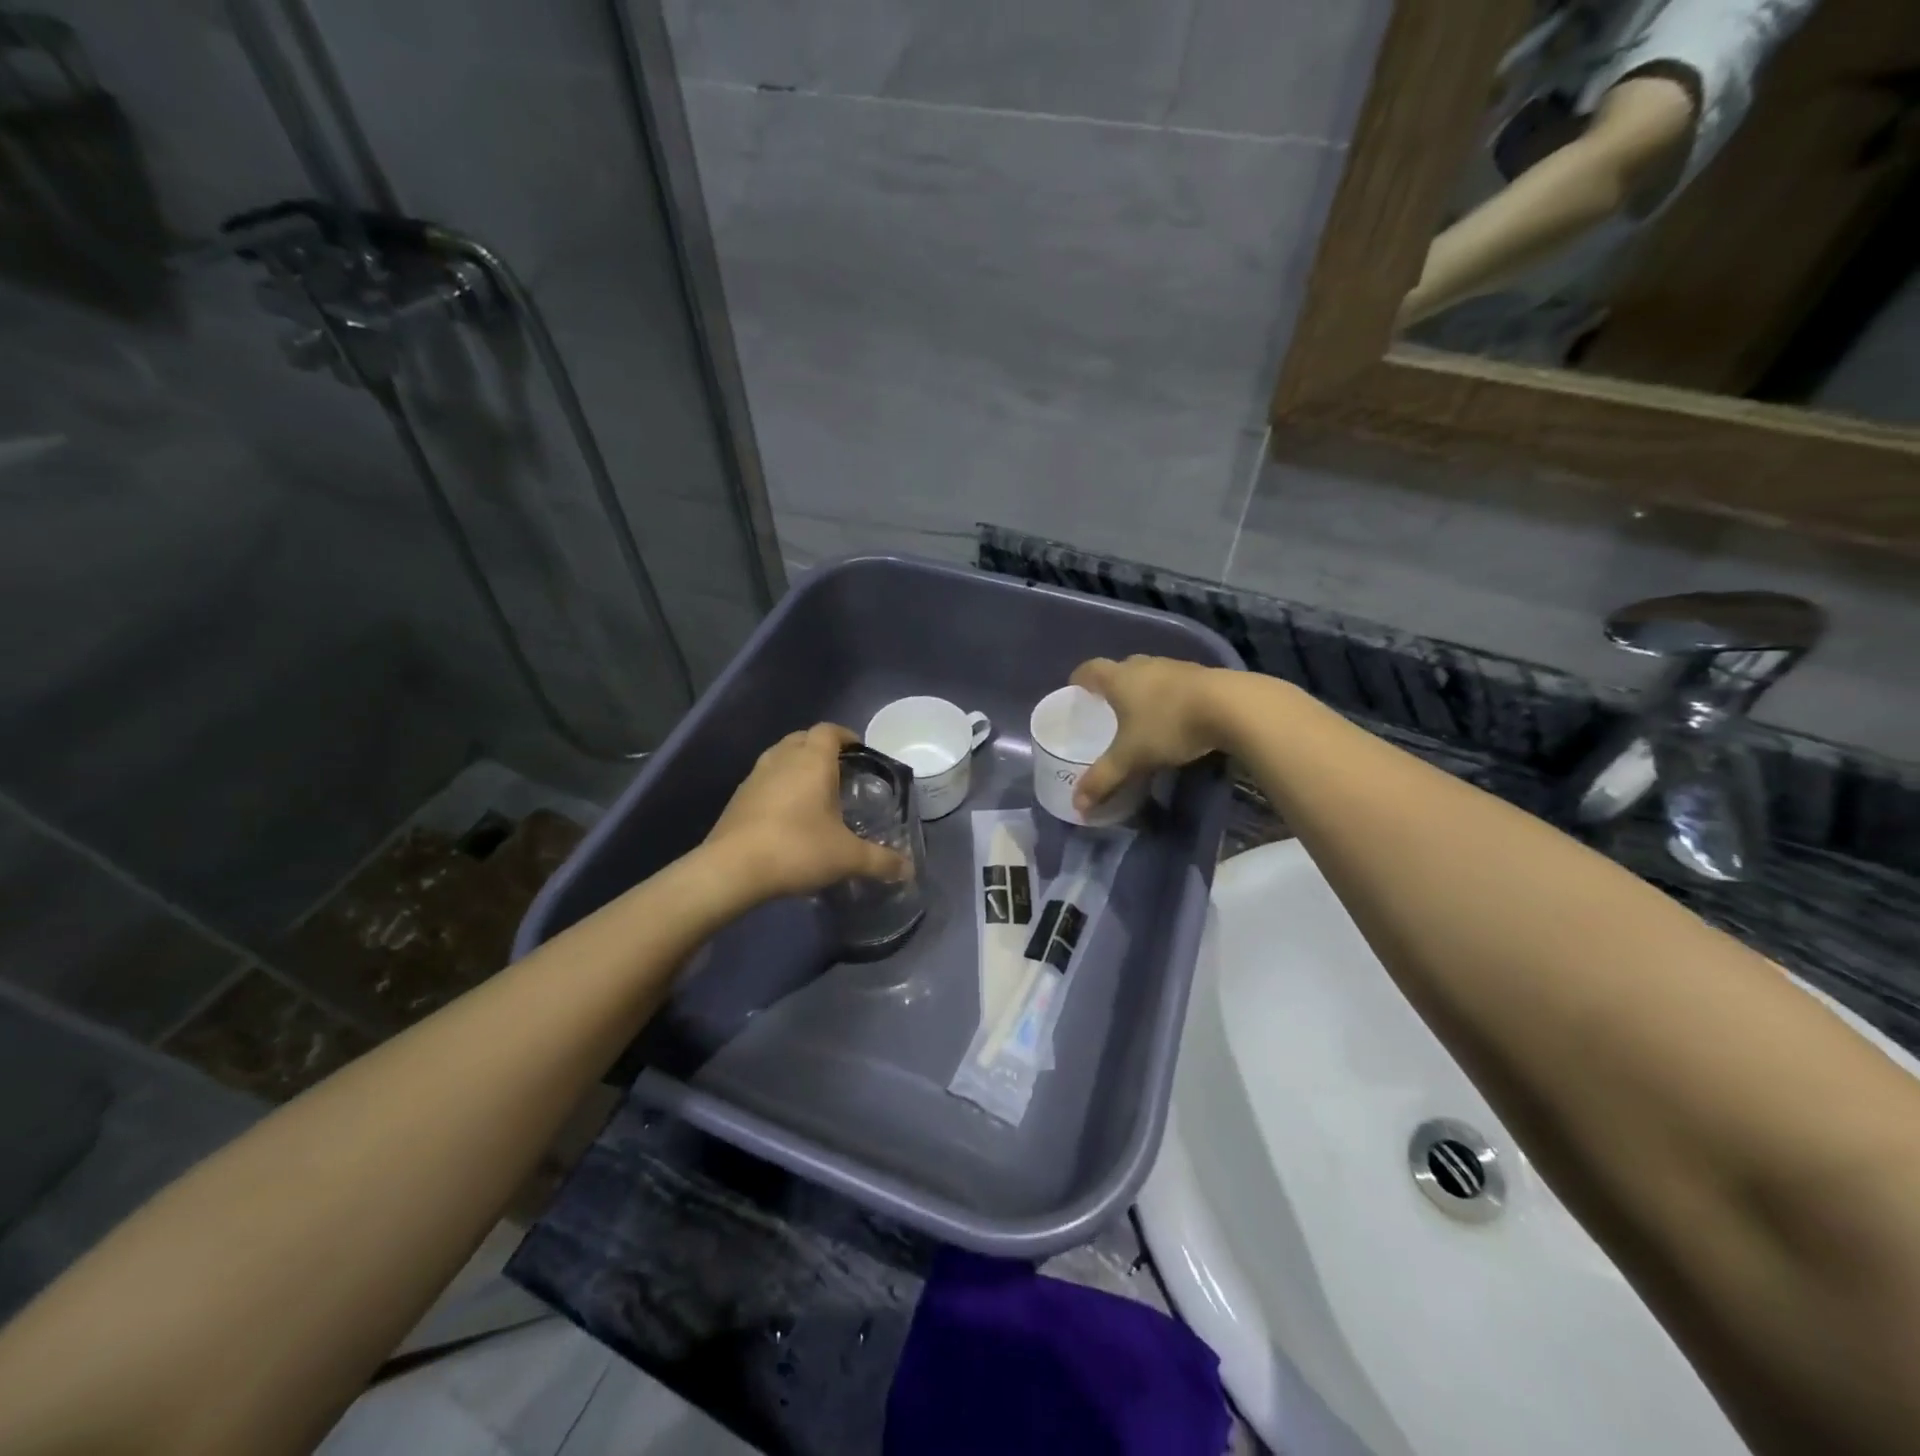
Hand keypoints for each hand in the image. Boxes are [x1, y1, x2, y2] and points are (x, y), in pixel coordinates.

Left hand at [704, 724, 907, 900]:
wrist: (732, 869)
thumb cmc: (797, 849)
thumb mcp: (847, 857)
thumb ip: (880, 861)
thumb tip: (908, 870)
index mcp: (812, 761)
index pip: (830, 731)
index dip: (846, 736)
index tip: (859, 751)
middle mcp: (782, 759)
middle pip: (803, 738)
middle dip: (821, 748)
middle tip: (840, 771)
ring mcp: (755, 776)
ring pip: (780, 757)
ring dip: (797, 765)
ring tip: (814, 791)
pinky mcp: (738, 798)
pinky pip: (764, 780)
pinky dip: (779, 786)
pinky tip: (787, 814)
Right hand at [1069, 656, 1227, 812]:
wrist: (1232, 707)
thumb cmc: (1168, 725)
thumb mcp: (1131, 758)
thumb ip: (1103, 780)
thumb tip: (1077, 806)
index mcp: (1119, 678)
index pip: (1090, 669)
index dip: (1080, 679)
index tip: (1076, 691)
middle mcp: (1145, 666)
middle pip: (1122, 669)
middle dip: (1113, 686)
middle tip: (1109, 709)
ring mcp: (1176, 667)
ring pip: (1151, 675)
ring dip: (1144, 690)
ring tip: (1143, 715)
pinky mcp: (1204, 676)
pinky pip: (1177, 684)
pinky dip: (1170, 697)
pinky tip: (1176, 717)